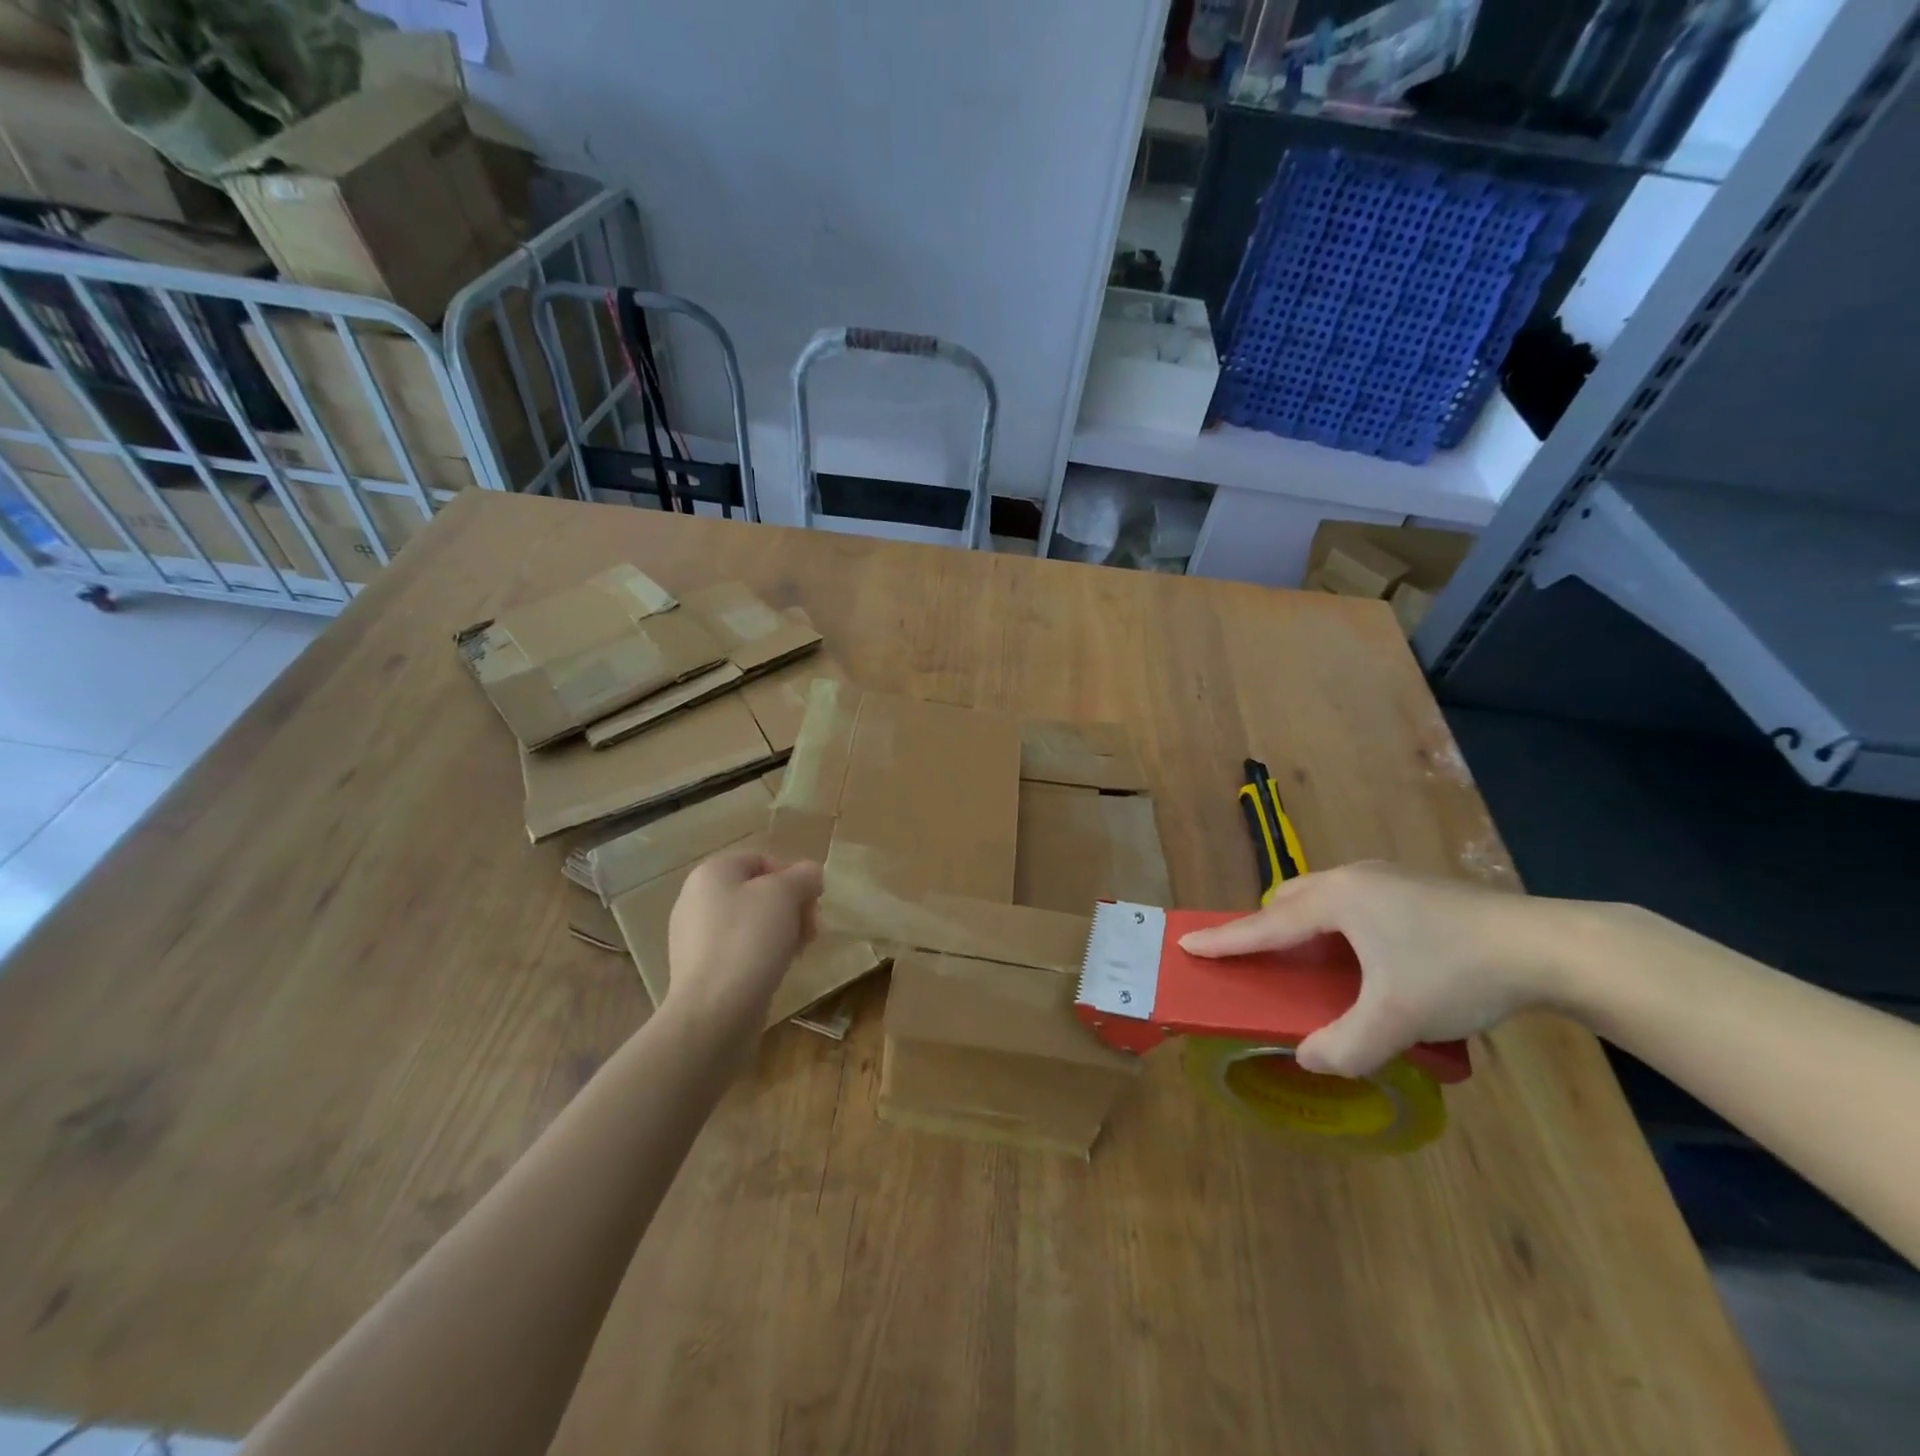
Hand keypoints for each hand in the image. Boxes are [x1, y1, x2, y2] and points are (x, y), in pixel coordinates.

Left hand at [665, 851, 822, 1036]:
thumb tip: (811, 875)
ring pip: (751, 923)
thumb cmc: (749, 940)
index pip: (762, 860)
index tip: (813, 902)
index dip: (793, 876)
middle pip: (758, 892)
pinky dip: (763, 954)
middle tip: (812, 929)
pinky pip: (740, 950)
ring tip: (799, 951)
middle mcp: (697, 900)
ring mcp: (695, 937)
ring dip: (783, 931)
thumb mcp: (785, 894)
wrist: (714, 1012)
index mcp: (711, 873)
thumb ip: (804, 876)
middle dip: (792, 907)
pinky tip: (778, 970)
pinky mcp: (701, 969)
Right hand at [1179, 862, 1573, 1077]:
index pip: (1266, 924)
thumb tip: (1308, 1059)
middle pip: (1291, 899)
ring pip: (1324, 896)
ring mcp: (1387, 879)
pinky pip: (1354, 902)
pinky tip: (1365, 952)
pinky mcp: (1415, 888)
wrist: (1548, 946)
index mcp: (1337, 901)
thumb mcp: (1397, 1019)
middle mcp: (1353, 879)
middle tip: (1259, 957)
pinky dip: (1338, 924)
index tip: (1188, 942)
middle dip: (1266, 925)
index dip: (1226, 939)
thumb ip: (1345, 1044)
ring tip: (1311, 958)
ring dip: (1305, 923)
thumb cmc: (1457, 973)